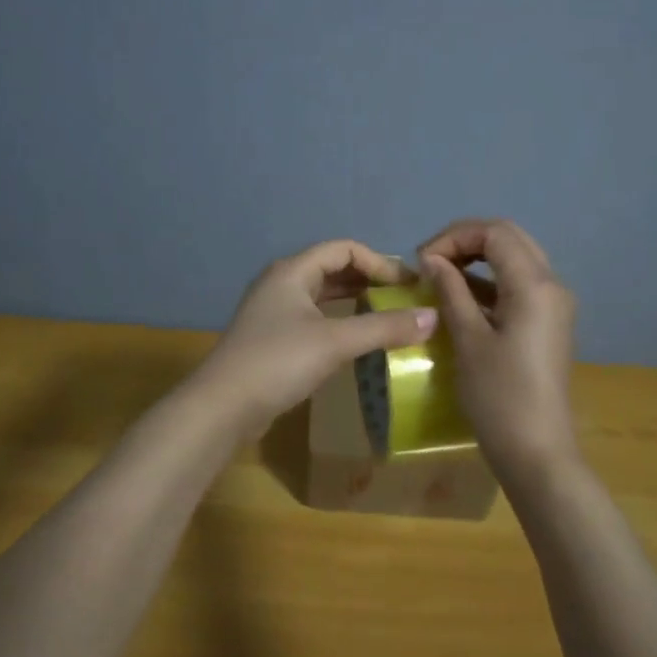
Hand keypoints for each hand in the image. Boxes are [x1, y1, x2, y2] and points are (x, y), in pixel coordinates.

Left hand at [191, 239, 438, 433]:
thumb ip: (384, 327)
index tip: (408, 286)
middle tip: (404, 300)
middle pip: (333, 269)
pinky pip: (315, 318)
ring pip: (323, 295)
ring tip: (389, 316)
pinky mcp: (273, 338)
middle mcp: (282, 283)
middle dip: (370, 280)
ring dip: (355, 301)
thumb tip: (433, 317)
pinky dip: (340, 321)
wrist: (223, 407)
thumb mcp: (336, 342)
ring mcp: (275, 311)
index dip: (379, 262)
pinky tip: (358, 340)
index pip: (344, 249)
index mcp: (293, 271)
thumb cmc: (278, 362)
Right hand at [419, 219, 579, 484]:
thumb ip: (451, 291)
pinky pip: (518, 284)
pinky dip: (488, 281)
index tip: (422, 260)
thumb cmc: (500, 397)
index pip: (494, 232)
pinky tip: (459, 297)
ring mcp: (554, 305)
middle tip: (429, 261)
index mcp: (535, 285)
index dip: (453, 236)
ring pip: (515, 259)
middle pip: (508, 238)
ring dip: (477, 259)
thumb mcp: (468, 339)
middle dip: (466, 241)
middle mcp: (552, 285)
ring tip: (439, 276)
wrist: (538, 453)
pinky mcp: (547, 323)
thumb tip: (432, 259)